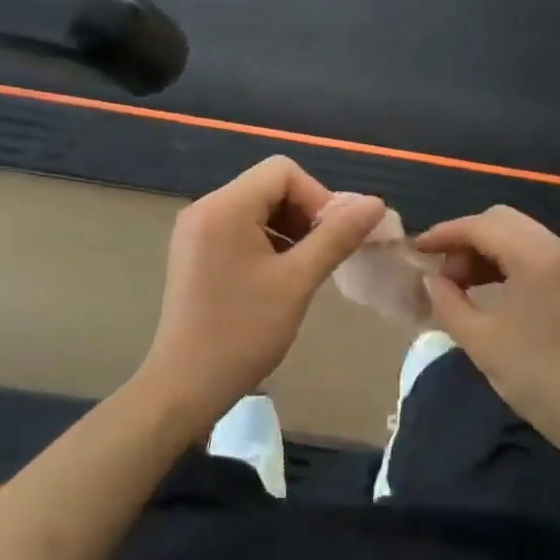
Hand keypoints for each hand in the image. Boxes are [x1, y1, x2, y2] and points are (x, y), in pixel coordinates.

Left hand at [139, 156, 386, 432]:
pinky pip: (239, 227)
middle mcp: (205, 207)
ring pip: (257, 207)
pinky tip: (279, 276)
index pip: (283, 172)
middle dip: (304, 213)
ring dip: (288, 229)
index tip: (334, 236)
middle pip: (269, 186)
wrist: (184, 387)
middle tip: (324, 254)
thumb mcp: (297, 281)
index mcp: (225, 206)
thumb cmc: (243, 332)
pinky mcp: (194, 251)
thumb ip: (337, 236)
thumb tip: (375, 204)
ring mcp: (196, 229)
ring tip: (305, 268)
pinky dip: (267, 241)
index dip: (317, 196)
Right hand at [414, 206, 559, 458]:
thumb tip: (429, 280)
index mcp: (537, 257)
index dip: (445, 234)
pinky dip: (503, 259)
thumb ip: (447, 302)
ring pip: (515, 233)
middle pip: (500, 221)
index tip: (417, 250)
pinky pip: (530, 250)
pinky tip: (485, 287)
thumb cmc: (538, 377)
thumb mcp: (481, 341)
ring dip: (483, 249)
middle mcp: (557, 247)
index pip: (481, 226)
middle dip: (464, 239)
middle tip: (441, 272)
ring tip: (458, 284)